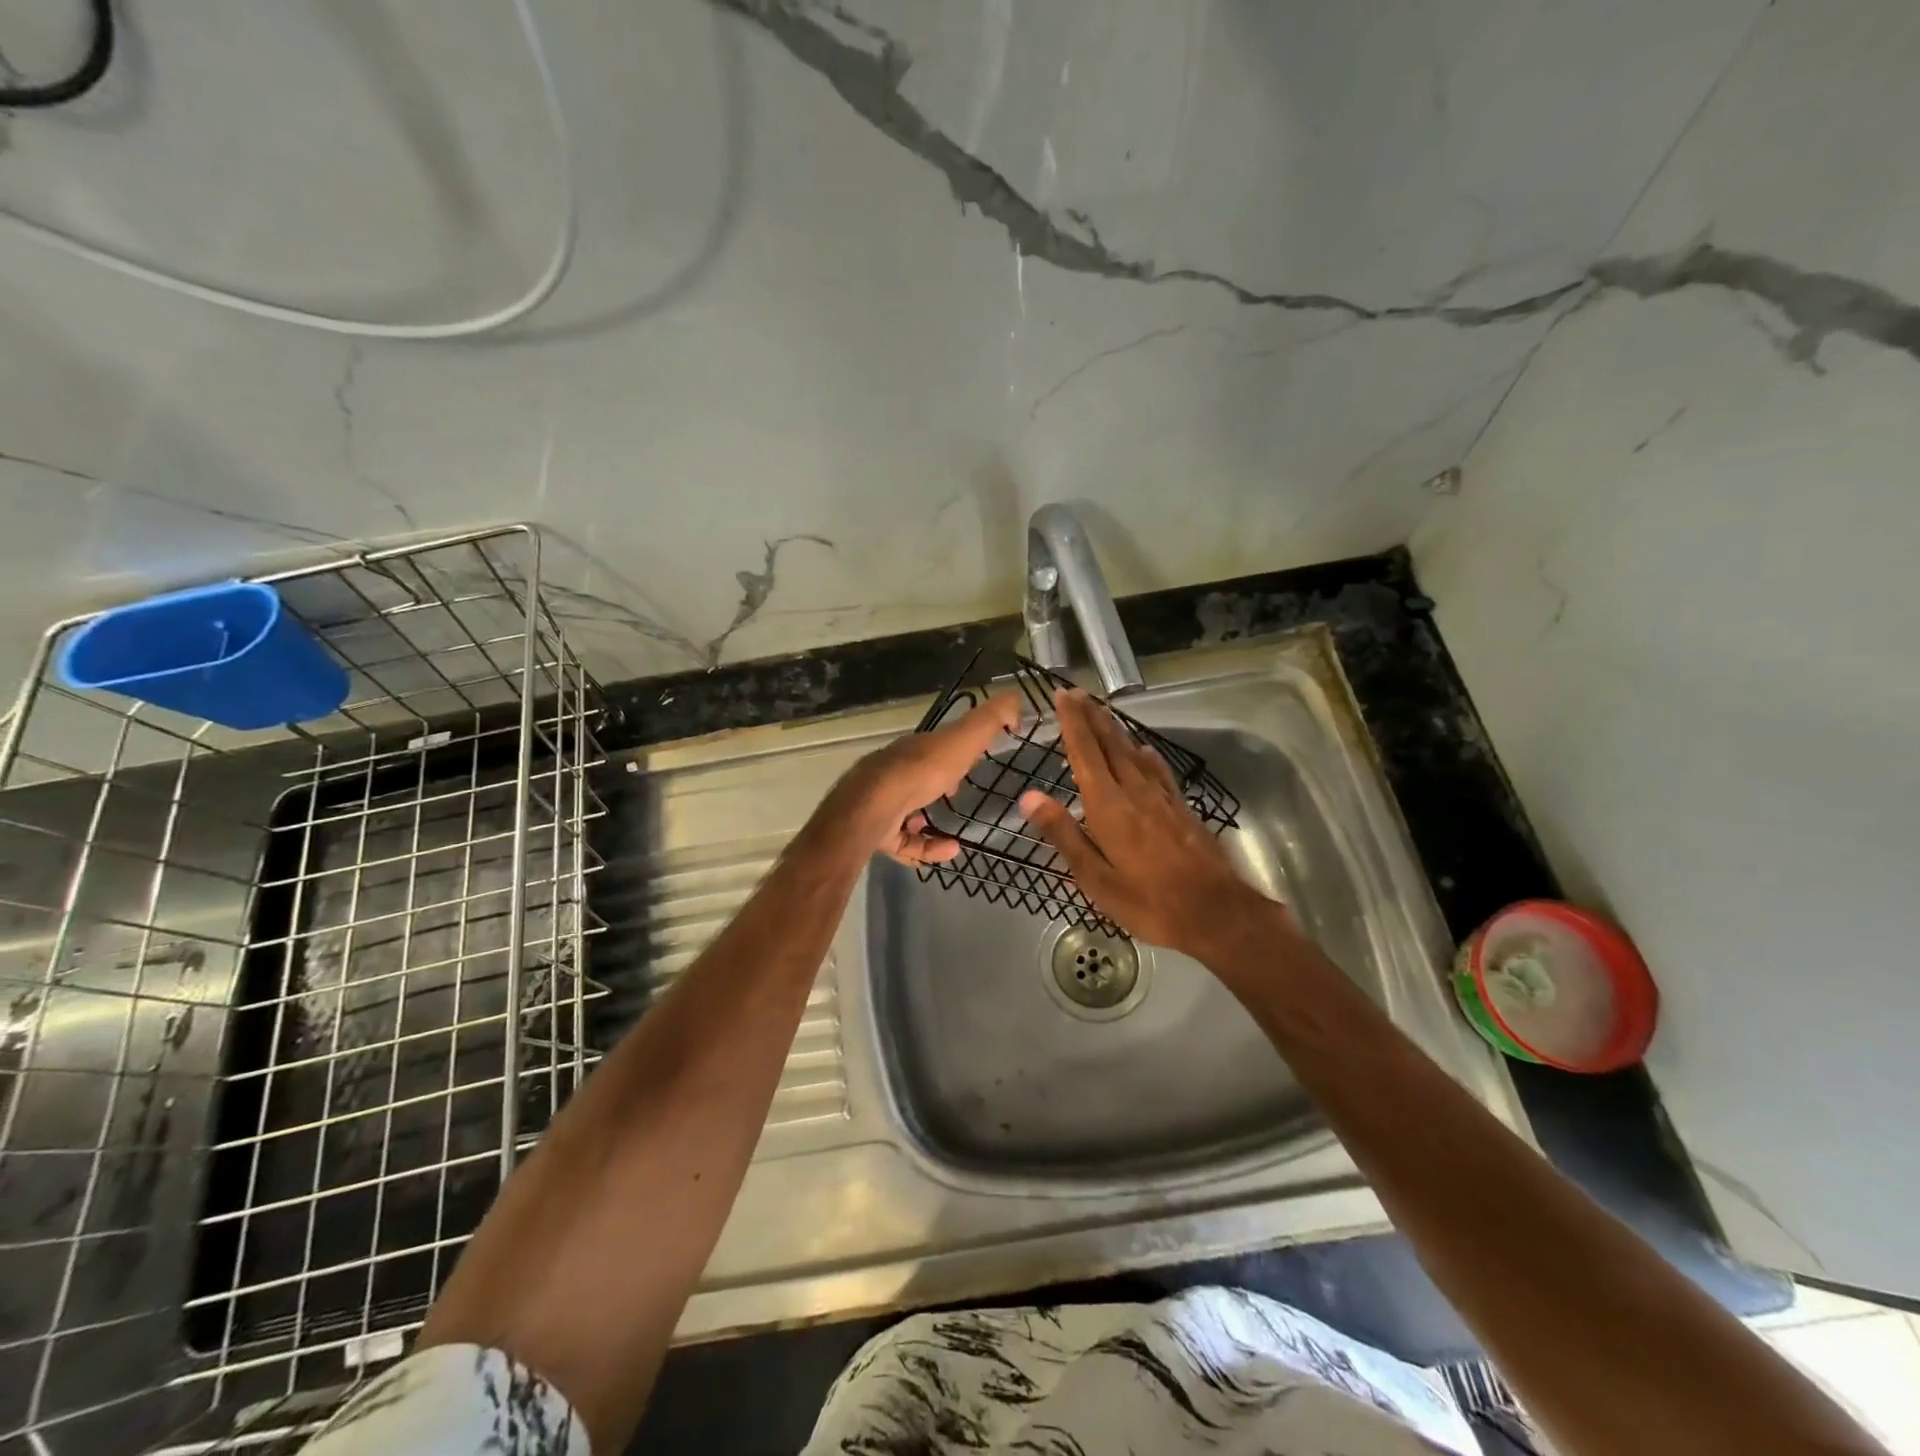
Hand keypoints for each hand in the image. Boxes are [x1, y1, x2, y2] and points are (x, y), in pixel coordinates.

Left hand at [824, 691, 1021, 865]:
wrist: (875, 806)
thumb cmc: (922, 770)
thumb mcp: (963, 738)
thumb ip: (990, 719)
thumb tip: (1015, 699)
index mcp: (915, 749)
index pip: (934, 747)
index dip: (953, 751)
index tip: (972, 762)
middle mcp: (895, 773)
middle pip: (918, 778)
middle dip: (937, 786)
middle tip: (960, 795)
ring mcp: (882, 804)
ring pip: (907, 812)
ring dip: (930, 821)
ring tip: (957, 833)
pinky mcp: (878, 833)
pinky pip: (906, 843)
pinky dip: (928, 847)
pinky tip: (950, 851)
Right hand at [1018, 688, 1272, 958]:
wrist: (1217, 913)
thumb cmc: (1148, 902)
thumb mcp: (1096, 878)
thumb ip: (1064, 834)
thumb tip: (1030, 797)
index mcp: (1109, 807)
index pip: (1086, 753)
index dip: (1073, 723)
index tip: (1062, 696)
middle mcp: (1135, 792)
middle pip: (1110, 745)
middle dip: (1092, 717)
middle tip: (1077, 693)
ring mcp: (1162, 798)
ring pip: (1134, 753)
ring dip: (1115, 729)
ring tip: (1101, 711)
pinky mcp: (1182, 808)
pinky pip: (1158, 770)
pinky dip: (1145, 754)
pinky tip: (1144, 750)